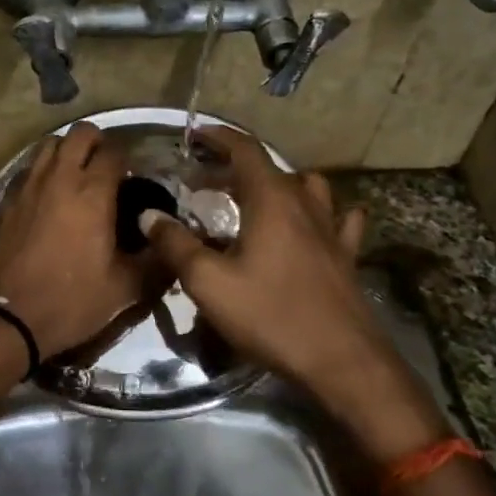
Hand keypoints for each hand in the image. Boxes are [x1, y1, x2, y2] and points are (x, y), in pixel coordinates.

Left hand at [0, 123, 145, 360]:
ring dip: (68, 151)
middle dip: (98, 143)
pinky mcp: (8, 200)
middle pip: (80, 133)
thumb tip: (173, 243)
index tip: (135, 180)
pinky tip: (51, 196)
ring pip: (50, 144)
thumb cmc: (71, 301)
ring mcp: (29, 186)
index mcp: (92, 193)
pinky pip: (29, 168)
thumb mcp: (126, 289)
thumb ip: (157, 261)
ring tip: (78, 177)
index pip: (114, 151)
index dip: (129, 160)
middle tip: (108, 170)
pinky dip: (44, 170)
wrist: (7, 318)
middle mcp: (59, 178)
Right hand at [141, 128, 445, 454]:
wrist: (341, 360)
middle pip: (271, 167)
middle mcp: (304, 204)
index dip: (218, 137)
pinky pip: (338, 219)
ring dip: (279, 183)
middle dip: (236, 164)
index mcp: (271, 201)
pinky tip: (315, 223)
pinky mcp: (346, 255)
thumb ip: (176, 244)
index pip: (245, 150)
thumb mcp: (209, 282)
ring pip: (308, 187)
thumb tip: (150, 215)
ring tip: (255, 197)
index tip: (194, 135)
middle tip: (205, 177)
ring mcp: (331, 229)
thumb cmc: (271, 315)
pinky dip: (322, 212)